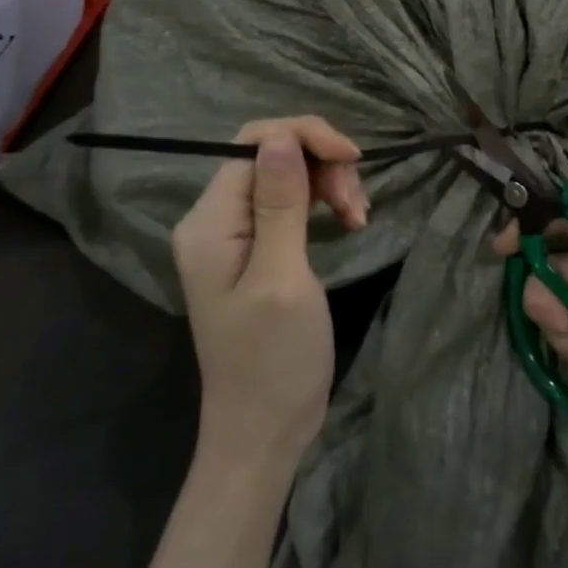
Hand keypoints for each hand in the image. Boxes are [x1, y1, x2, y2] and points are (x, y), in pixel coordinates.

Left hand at [171, 117, 368, 466]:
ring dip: (328, 184)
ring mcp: (234, 235)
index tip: (354, 158)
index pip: (254, 142)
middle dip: (322, 164)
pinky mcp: (256, 249)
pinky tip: (348, 222)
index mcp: (209, 221)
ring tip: (358, 218)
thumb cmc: (274, 360)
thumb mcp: (282, 278)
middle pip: (271, 155)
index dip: (306, 137)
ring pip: (286, 175)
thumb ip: (279, 205)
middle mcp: (214, 219)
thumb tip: (280, 137)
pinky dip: (322, 203)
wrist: (264, 430)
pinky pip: (289, 203)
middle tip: (356, 206)